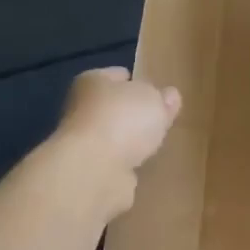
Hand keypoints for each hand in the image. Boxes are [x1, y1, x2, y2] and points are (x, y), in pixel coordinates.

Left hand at [53, 67, 181, 202]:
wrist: (93, 171)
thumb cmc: (122, 120)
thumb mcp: (154, 99)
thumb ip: (162, 97)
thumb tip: (168, 96)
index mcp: (92, 82)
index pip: (118, 75)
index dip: (137, 81)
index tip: (156, 91)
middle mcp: (81, 109)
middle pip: (114, 107)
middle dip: (134, 114)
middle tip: (160, 120)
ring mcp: (83, 144)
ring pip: (113, 137)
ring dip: (128, 141)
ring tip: (155, 145)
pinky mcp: (88, 173)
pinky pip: (113, 163)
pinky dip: (125, 165)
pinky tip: (143, 167)